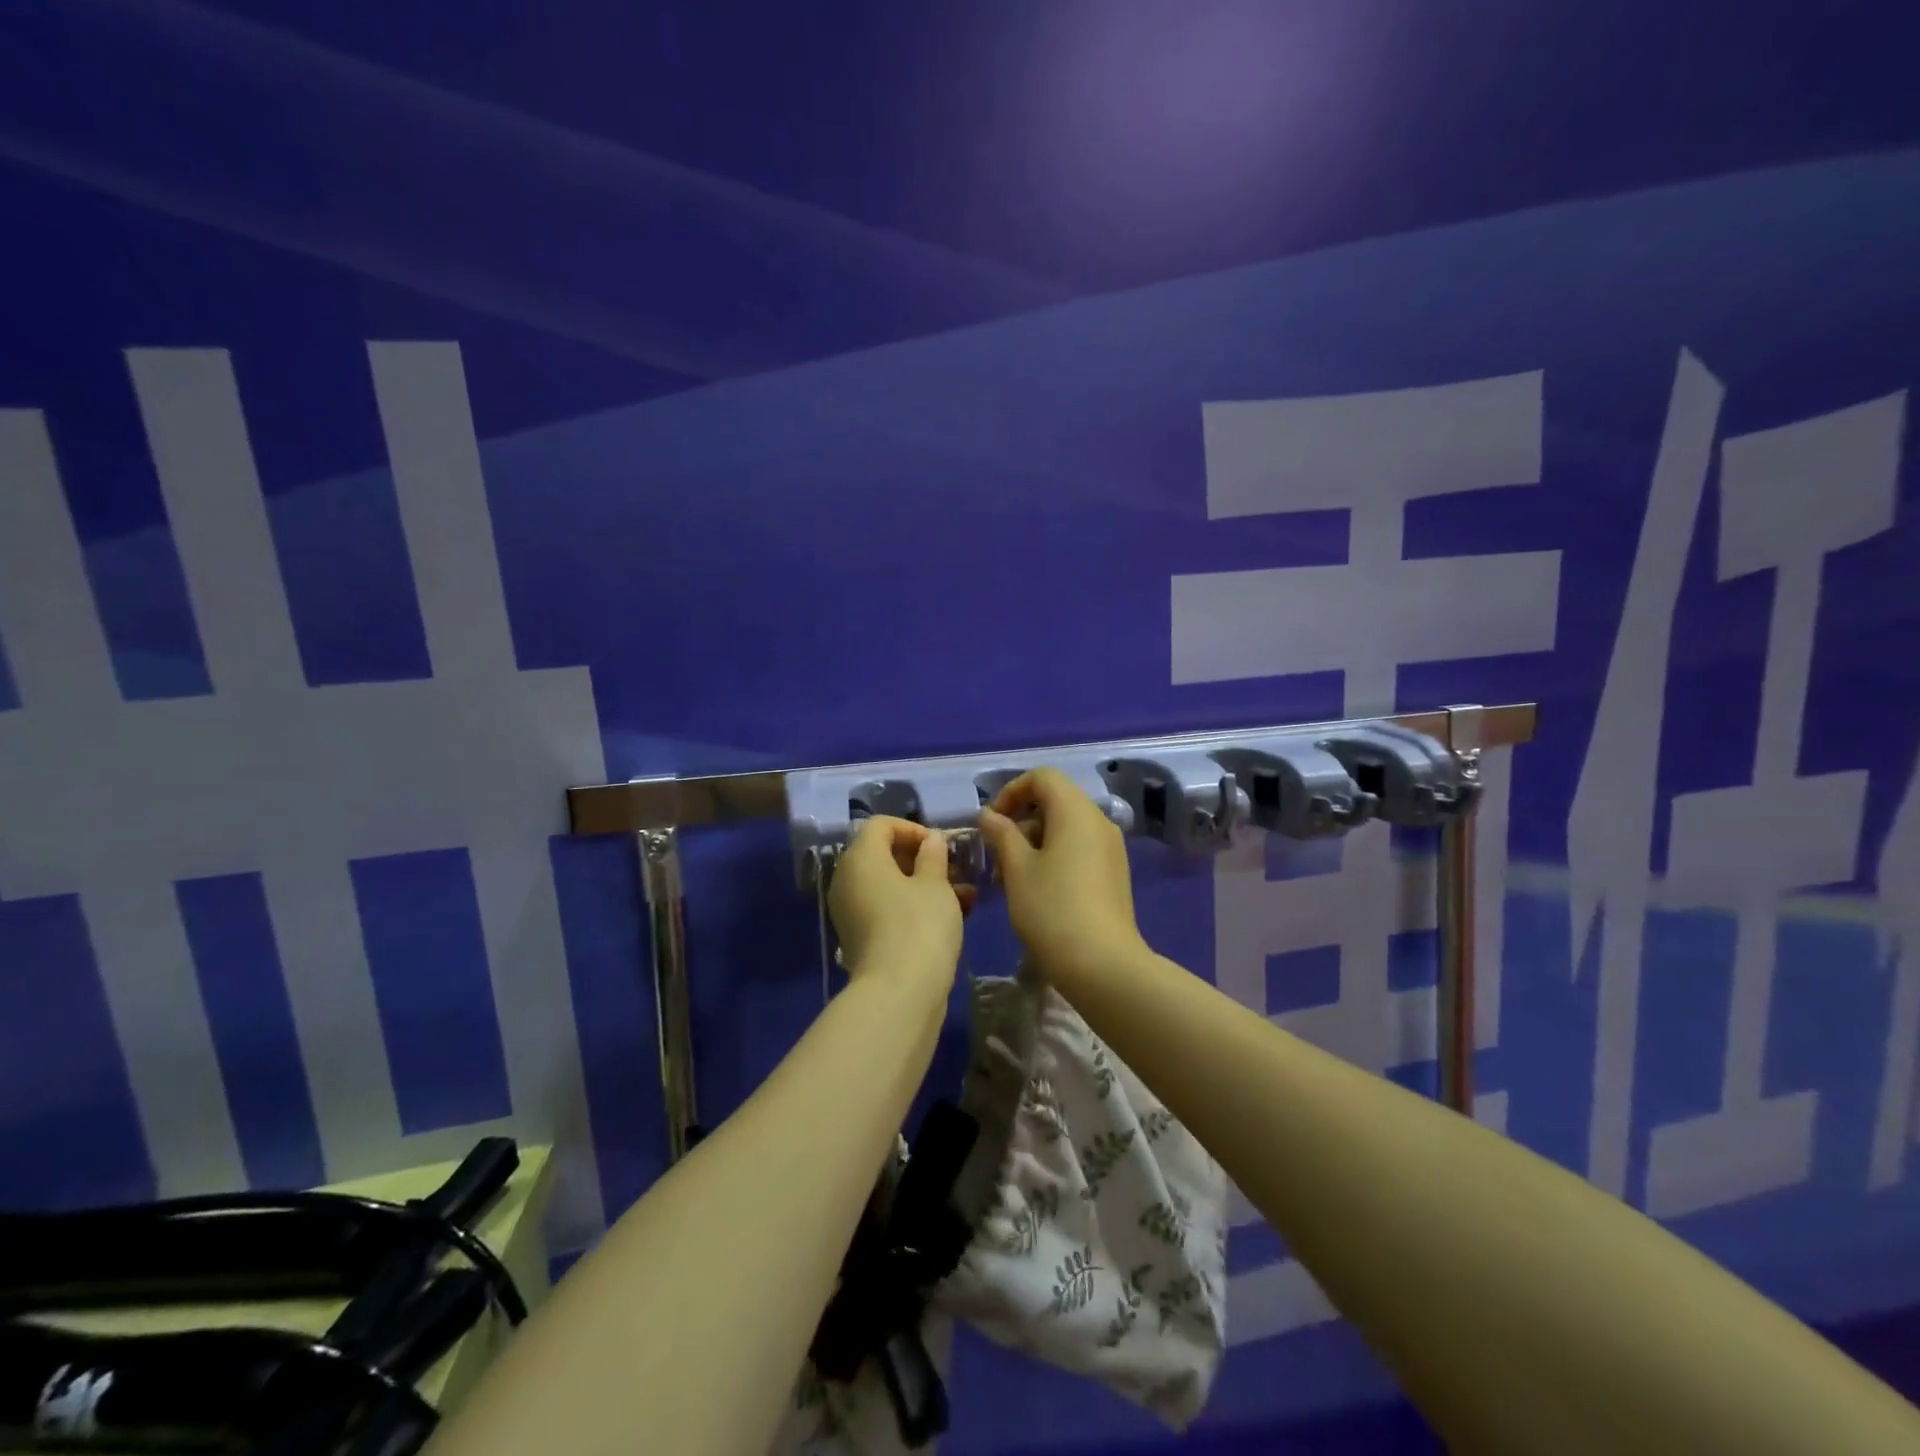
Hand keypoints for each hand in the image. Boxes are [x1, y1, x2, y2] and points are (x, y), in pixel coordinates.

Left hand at [827, 816, 966, 986]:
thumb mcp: (935, 884)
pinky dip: (913, 907)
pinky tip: (951, 918)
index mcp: (860, 858)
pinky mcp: (860, 938)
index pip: (881, 825)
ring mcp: (850, 912)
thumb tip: (931, 841)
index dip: (913, 828)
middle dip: (922, 860)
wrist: (898, 993)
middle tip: (954, 870)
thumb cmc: (919, 925)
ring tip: (965, 897)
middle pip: (883, 855)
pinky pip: (887, 909)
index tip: (941, 846)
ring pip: (889, 885)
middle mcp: (847, 880)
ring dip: (925, 885)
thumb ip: (933, 856)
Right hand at [977, 768, 1146, 981]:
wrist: (1102, 964)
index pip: (1042, 777)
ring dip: (1034, 842)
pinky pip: (1079, 848)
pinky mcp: (1113, 873)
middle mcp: (1098, 822)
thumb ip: (1001, 834)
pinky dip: (1054, 856)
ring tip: (1010, 878)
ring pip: (1065, 828)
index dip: (1012, 792)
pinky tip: (1036, 890)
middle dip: (1020, 820)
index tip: (992, 822)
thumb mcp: (1017, 869)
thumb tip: (990, 815)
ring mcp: (1110, 849)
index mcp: (1076, 811)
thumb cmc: (1052, 909)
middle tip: (997, 854)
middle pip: (1055, 801)